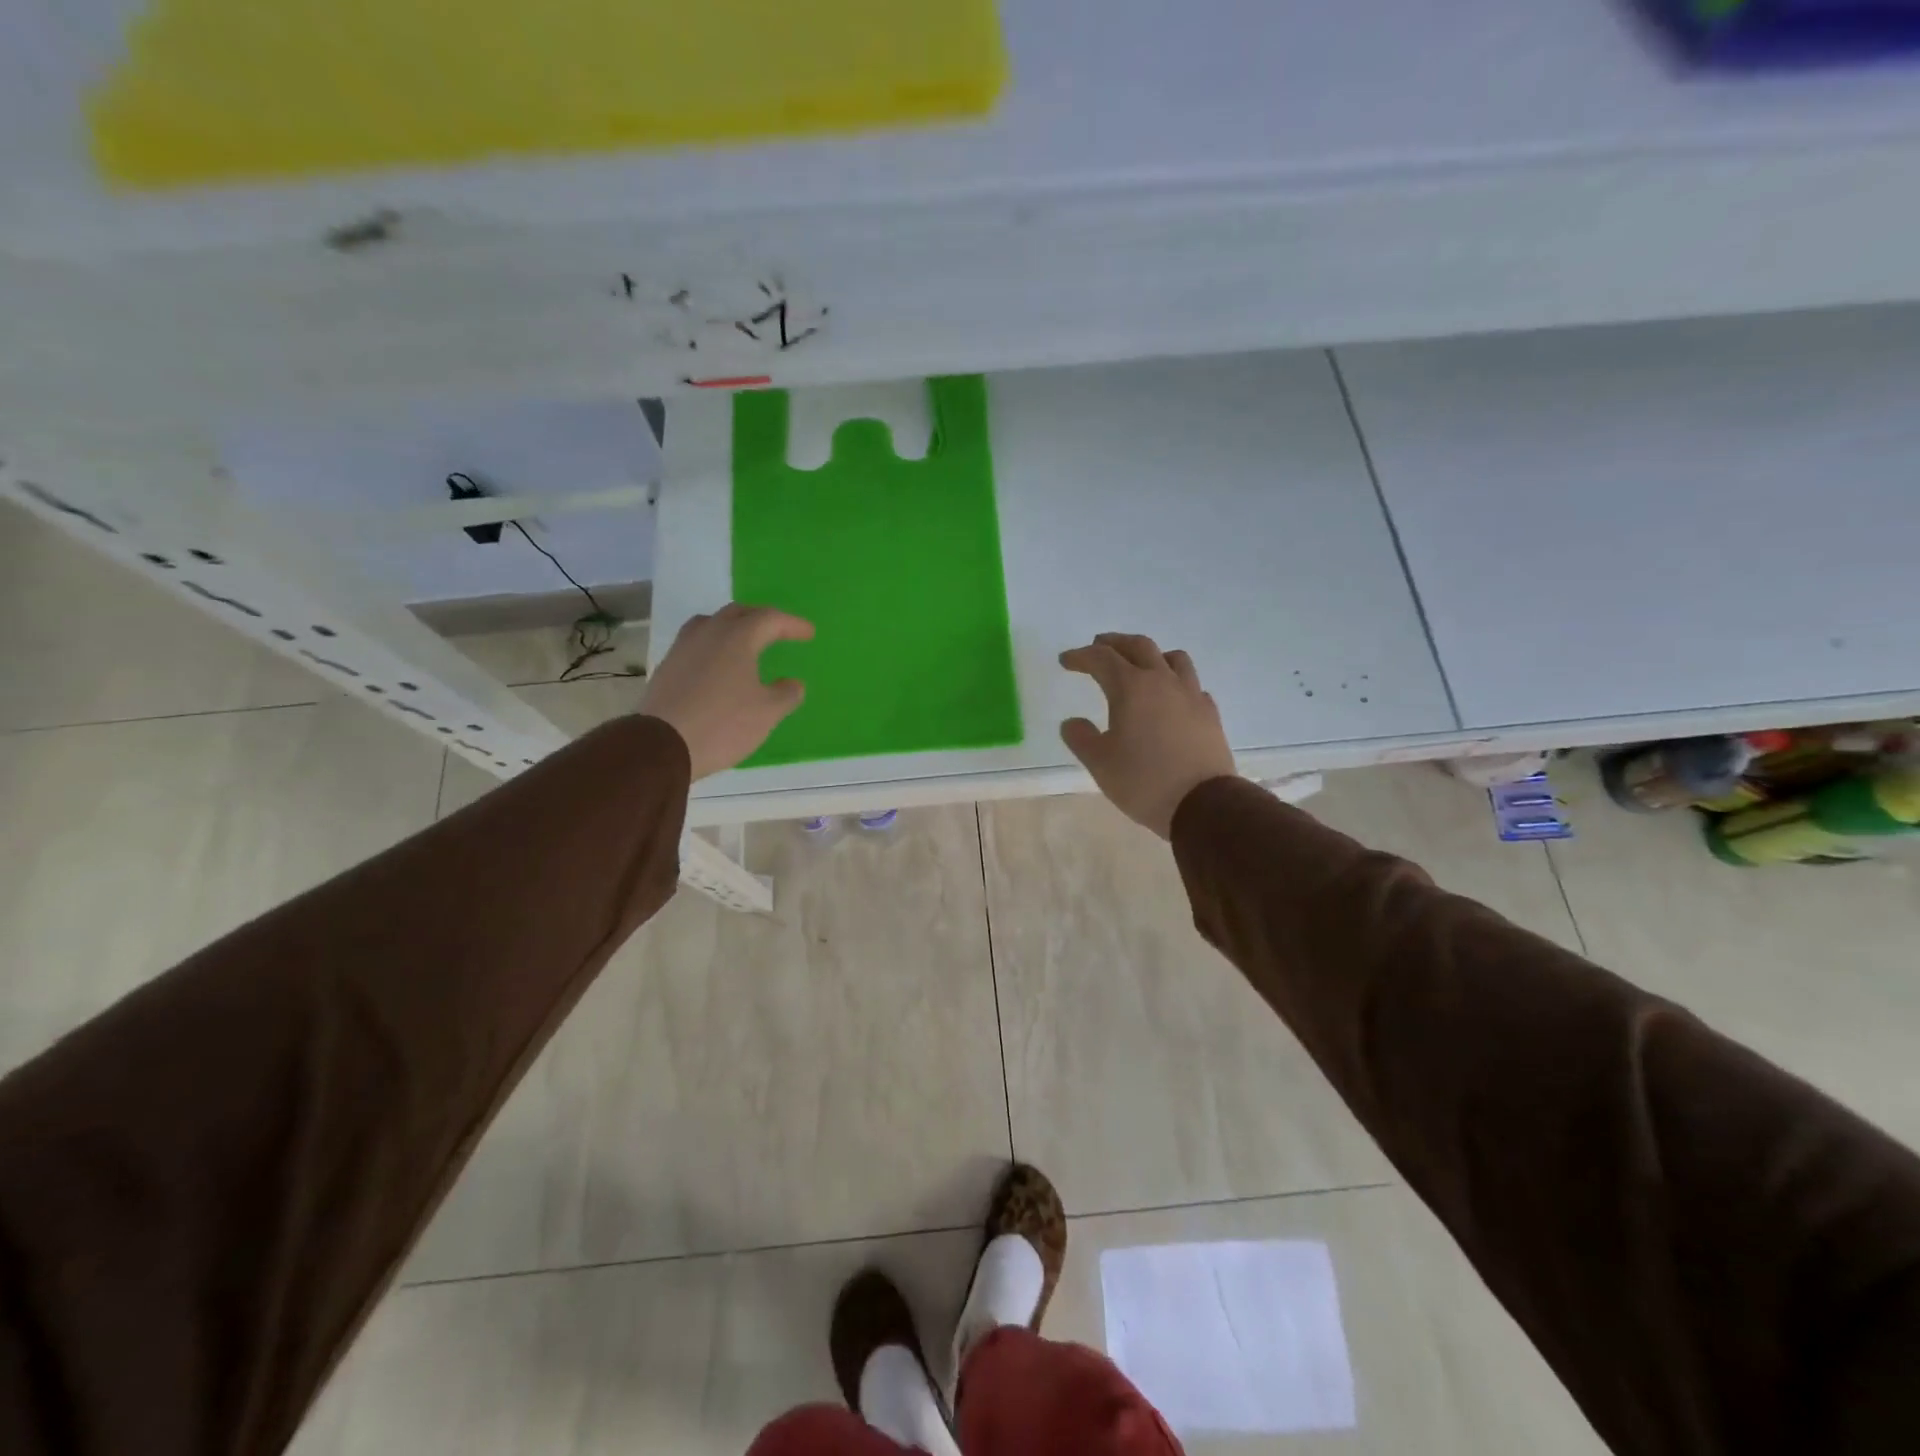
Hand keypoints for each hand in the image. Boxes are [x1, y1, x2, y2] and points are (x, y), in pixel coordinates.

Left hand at [640, 603, 813, 778]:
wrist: (662, 745)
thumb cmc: (723, 724)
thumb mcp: (767, 713)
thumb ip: (786, 694)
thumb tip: (793, 684)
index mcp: (737, 637)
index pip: (770, 619)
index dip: (792, 624)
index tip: (808, 634)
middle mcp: (708, 633)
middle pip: (738, 613)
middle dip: (761, 619)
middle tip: (777, 631)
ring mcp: (682, 648)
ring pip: (710, 624)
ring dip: (732, 628)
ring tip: (744, 643)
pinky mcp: (667, 667)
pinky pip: (695, 644)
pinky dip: (713, 646)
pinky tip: (718, 666)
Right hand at [1059, 633, 1235, 837]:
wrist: (1203, 804)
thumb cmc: (1143, 781)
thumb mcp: (1100, 763)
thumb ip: (1081, 737)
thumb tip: (1072, 722)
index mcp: (1131, 687)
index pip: (1101, 658)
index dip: (1080, 656)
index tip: (1066, 661)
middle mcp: (1162, 681)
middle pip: (1138, 646)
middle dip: (1114, 643)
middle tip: (1098, 646)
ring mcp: (1191, 695)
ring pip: (1172, 658)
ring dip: (1151, 655)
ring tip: (1140, 665)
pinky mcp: (1209, 713)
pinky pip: (1191, 685)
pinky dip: (1175, 682)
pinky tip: (1170, 698)